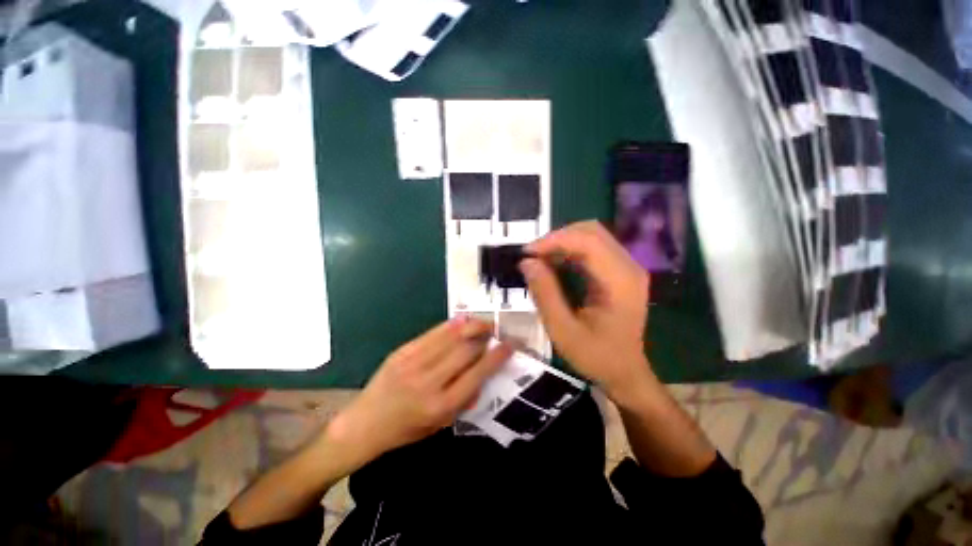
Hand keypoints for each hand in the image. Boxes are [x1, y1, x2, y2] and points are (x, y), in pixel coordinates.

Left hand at [326, 318, 512, 463]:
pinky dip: (452, 325)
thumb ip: (464, 399)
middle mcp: (429, 381)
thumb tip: (483, 372)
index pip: (478, 373)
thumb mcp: (440, 424)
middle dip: (486, 336)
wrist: (365, 423)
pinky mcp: (403, 351)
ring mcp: (414, 362)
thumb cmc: (406, 429)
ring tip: (484, 322)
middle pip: (466, 349)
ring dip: (472, 326)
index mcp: (441, 405)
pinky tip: (463, 321)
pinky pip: (433, 333)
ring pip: (451, 336)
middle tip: (497, 330)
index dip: (497, 356)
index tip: (510, 344)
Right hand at [521, 221, 651, 403]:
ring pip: (591, 237)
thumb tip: (526, 263)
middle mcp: (628, 267)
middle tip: (532, 256)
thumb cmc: (596, 357)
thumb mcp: (563, 331)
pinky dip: (569, 251)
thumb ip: (545, 294)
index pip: (588, 241)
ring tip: (539, 259)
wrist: (626, 373)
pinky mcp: (619, 272)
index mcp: (620, 281)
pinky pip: (592, 249)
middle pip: (591, 231)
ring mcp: (626, 267)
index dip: (554, 240)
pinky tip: (553, 264)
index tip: (527, 253)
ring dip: (562, 243)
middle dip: (557, 238)